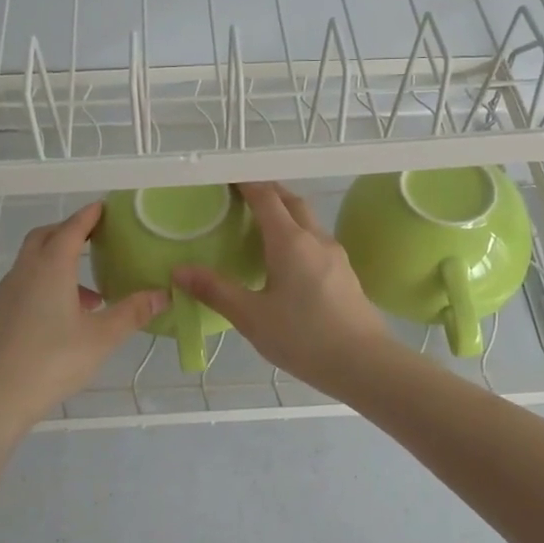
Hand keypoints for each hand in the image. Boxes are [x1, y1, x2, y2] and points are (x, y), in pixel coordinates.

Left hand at [0, 203, 166, 430]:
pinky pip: (27, 282)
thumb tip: (163, 293)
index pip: (71, 229)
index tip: (104, 207)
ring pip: (33, 261)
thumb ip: (133, 312)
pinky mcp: (1, 313)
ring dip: (59, 261)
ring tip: (92, 291)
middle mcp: (25, 271)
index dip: (89, 216)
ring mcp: (9, 292)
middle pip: (45, 237)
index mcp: (50, 268)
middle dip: (69, 231)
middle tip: (95, 238)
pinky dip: (48, 282)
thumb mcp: (102, 337)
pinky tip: (67, 314)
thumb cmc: (54, 361)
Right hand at [173, 182, 392, 396]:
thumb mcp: (251, 316)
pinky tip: (287, 260)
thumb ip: (215, 290)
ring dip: (286, 213)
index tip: (227, 179)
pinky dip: (298, 235)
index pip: (266, 197)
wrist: (364, 363)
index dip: (246, 184)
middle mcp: (316, 239)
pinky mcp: (345, 273)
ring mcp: (335, 255)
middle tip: (242, 197)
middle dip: (267, 192)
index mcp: (290, 241)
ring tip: (262, 226)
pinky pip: (317, 241)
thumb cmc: (303, 337)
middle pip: (291, 202)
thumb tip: (179, 270)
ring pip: (308, 221)